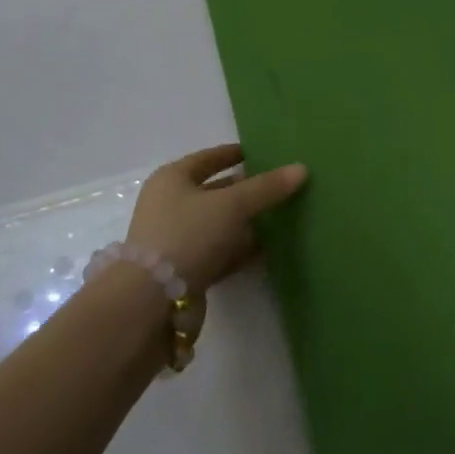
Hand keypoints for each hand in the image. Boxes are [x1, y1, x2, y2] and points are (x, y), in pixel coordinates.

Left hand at [124, 144, 307, 292]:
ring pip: (219, 223)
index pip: (209, 158)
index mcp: (172, 179)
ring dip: (246, 221)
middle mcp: (169, 205)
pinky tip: (269, 248)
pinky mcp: (185, 269)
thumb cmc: (188, 234)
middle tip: (280, 185)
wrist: (152, 300)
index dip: (234, 153)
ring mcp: (176, 239)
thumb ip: (267, 187)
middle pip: (215, 191)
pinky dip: (241, 248)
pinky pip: (220, 250)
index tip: (262, 152)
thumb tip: (302, 168)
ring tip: (282, 215)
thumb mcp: (232, 205)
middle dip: (246, 189)